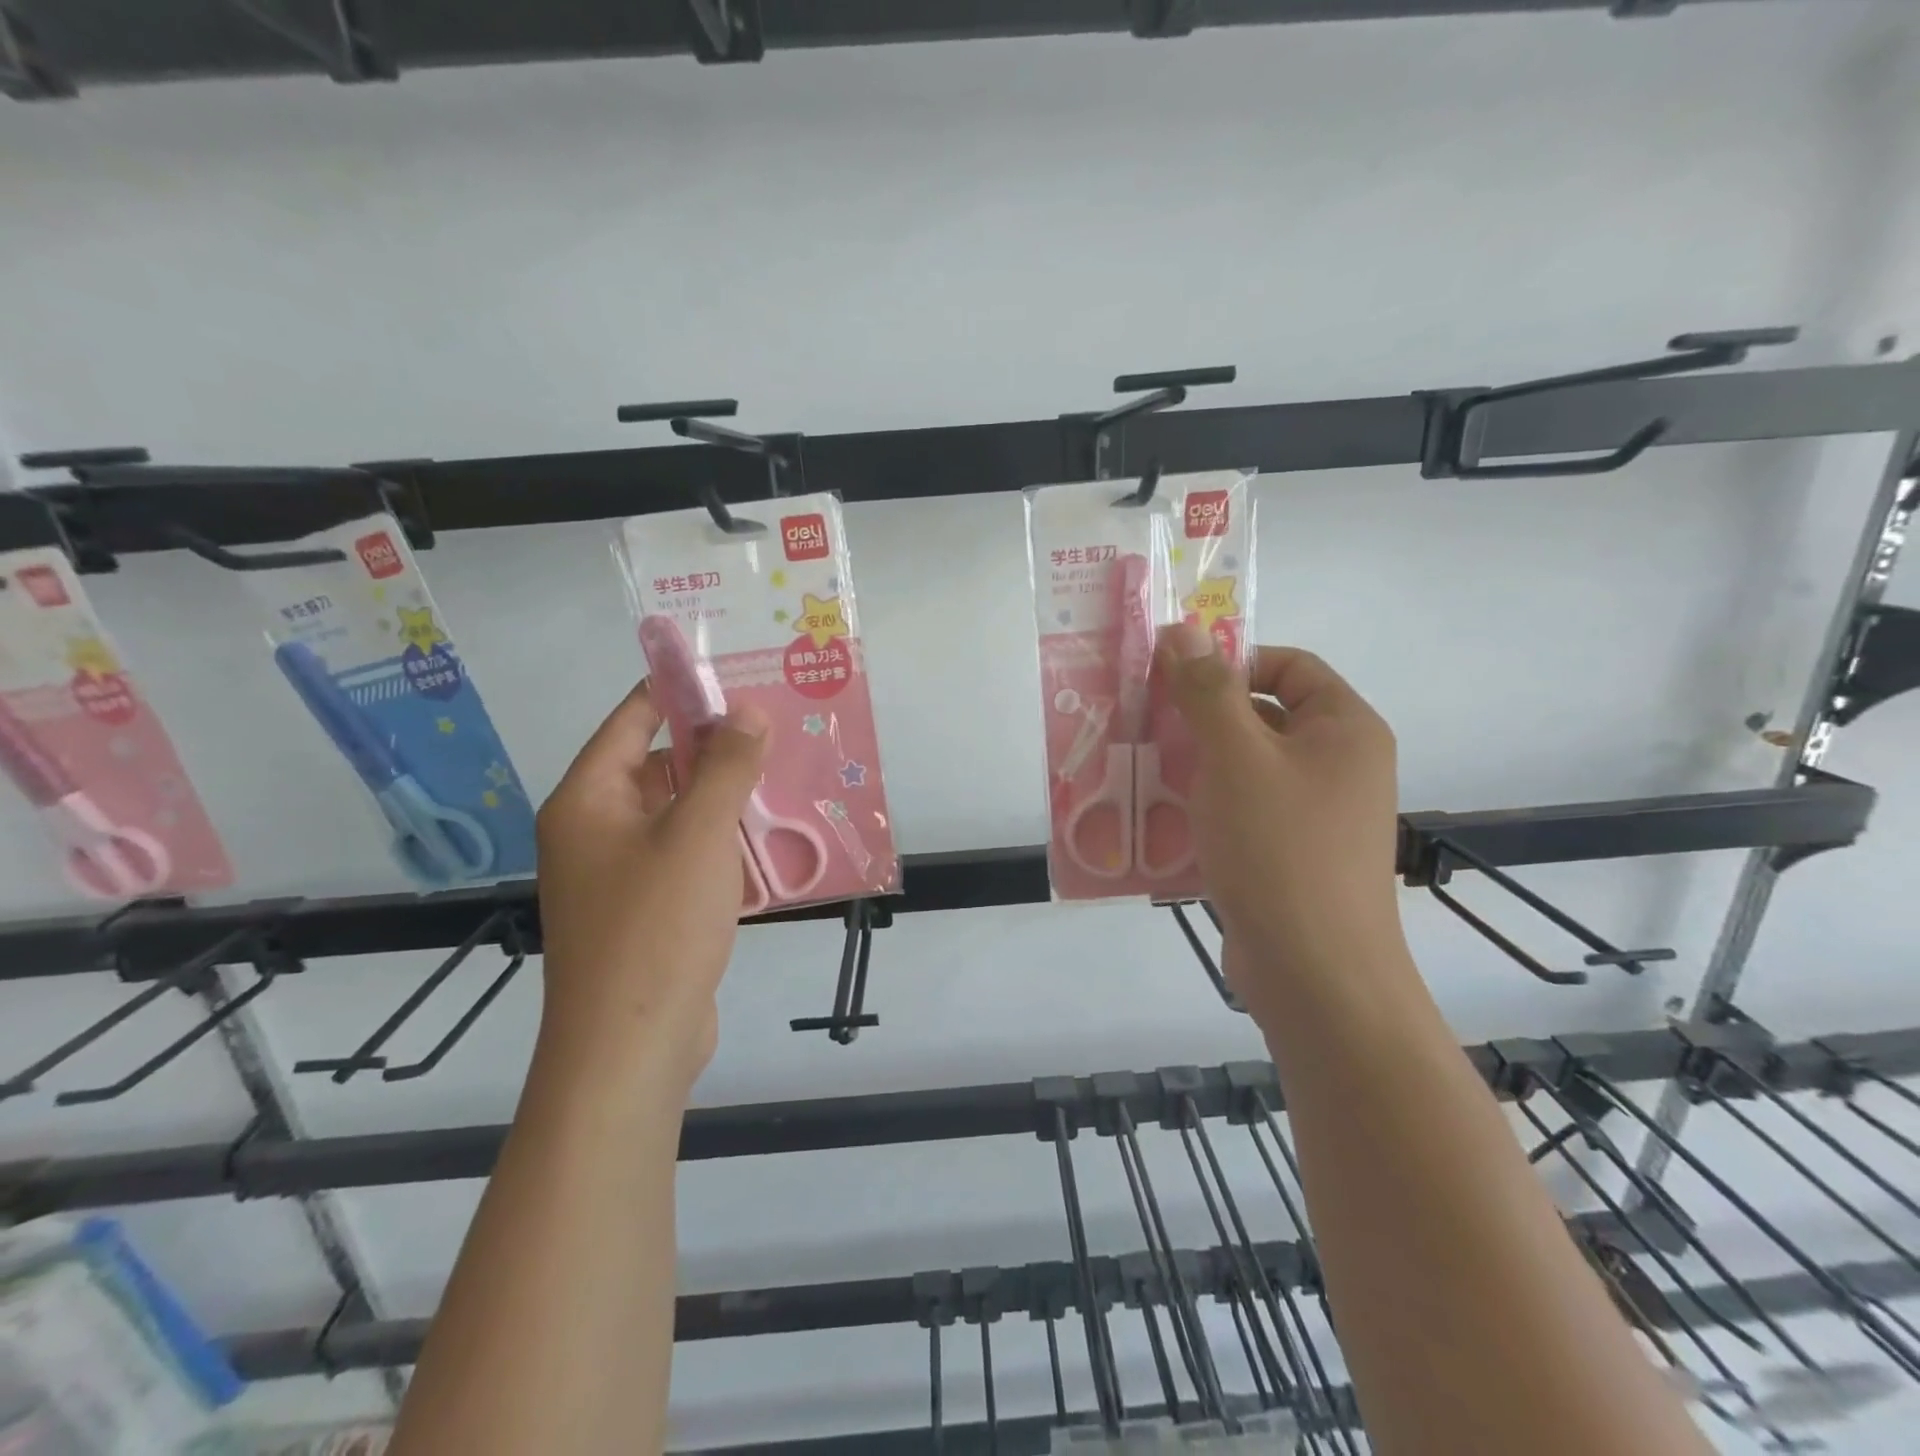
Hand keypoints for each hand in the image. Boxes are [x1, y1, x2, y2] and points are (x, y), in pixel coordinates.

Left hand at [534, 683, 767, 1093]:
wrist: (629, 1049)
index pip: (633, 721)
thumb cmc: (655, 928)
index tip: (737, 677)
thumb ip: (725, 767)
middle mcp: (595, 830)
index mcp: (588, 800)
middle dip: (715, 750)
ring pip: (678, 815)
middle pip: (657, 767)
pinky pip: (687, 857)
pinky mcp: (647, 910)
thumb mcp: (697, 835)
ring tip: (785, 777)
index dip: (680, 694)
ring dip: (726, 799)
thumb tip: (748, 711)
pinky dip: (723, 843)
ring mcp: (619, 874)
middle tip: (776, 731)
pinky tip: (772, 840)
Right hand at [1159, 623, 1404, 1018]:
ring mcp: (1314, 815)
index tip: (1173, 676)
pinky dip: (1203, 807)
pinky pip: (1241, 811)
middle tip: (1141, 718)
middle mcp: (1337, 766)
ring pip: (1244, 768)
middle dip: (1199, 716)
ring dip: (1193, 763)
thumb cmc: (1280, 849)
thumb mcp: (1237, 758)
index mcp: (1344, 729)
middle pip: (1262, 716)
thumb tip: (1183, 629)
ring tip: (1136, 765)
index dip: (1231, 660)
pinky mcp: (1288, 855)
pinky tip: (1157, 816)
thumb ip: (1208, 691)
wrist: (1315, 973)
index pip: (1288, 665)